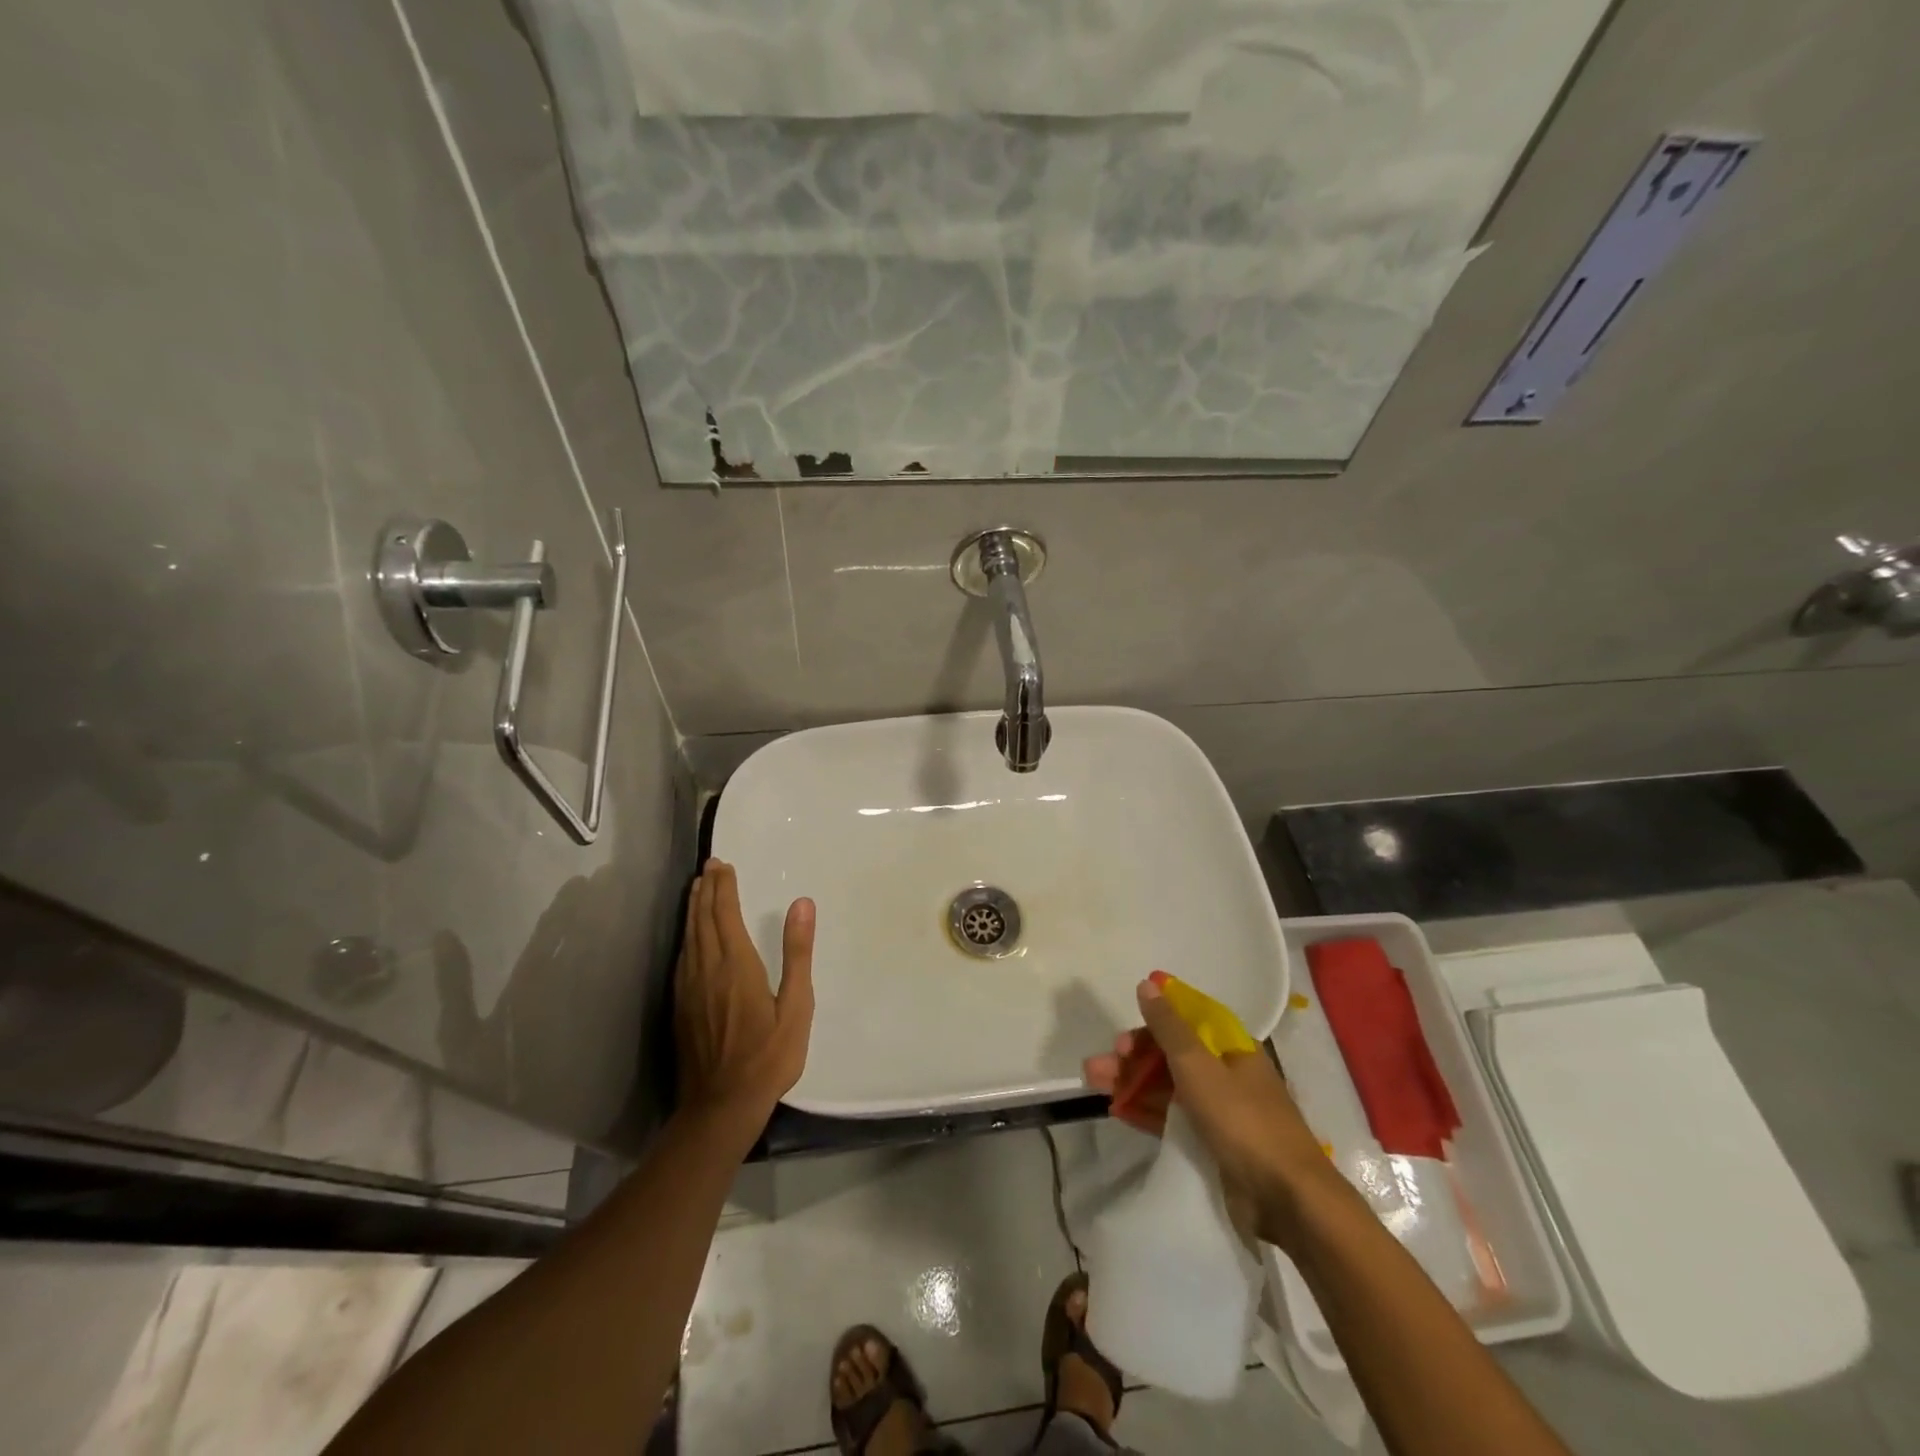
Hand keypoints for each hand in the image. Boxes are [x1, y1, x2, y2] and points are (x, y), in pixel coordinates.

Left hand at [675, 859, 814, 1131]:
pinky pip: (682, 958)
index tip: (724, 865)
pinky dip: (687, 935)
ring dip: (694, 909)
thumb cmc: (769, 1057)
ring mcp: (689, 989)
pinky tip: (690, 937)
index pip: (725, 915)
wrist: (721, 1106)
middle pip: (703, 920)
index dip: (724, 888)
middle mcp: (707, 970)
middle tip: (710, 867)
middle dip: (707, 890)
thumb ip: (797, 952)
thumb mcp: (797, 1006)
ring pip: (689, 937)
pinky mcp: (681, 1007)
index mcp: (736, 966)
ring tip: (697, 889)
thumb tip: (801, 903)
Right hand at [1084, 978, 1337, 1251]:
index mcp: (1232, 1047)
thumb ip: (1169, 1027)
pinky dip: (1146, 1110)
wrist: (1288, 1200)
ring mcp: (1221, 1109)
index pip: (1188, 1019)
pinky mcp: (1214, 1143)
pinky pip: (1173, 1117)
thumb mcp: (1199, 1066)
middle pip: (1172, 1053)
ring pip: (1168, 1085)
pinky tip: (1117, 1109)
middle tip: (1100, 1064)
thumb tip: (1148, 983)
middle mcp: (1227, 1072)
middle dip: (1133, 1054)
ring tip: (1094, 1082)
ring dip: (1132, 1080)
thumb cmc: (1243, 1121)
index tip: (1125, 1026)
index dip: (1154, 1018)